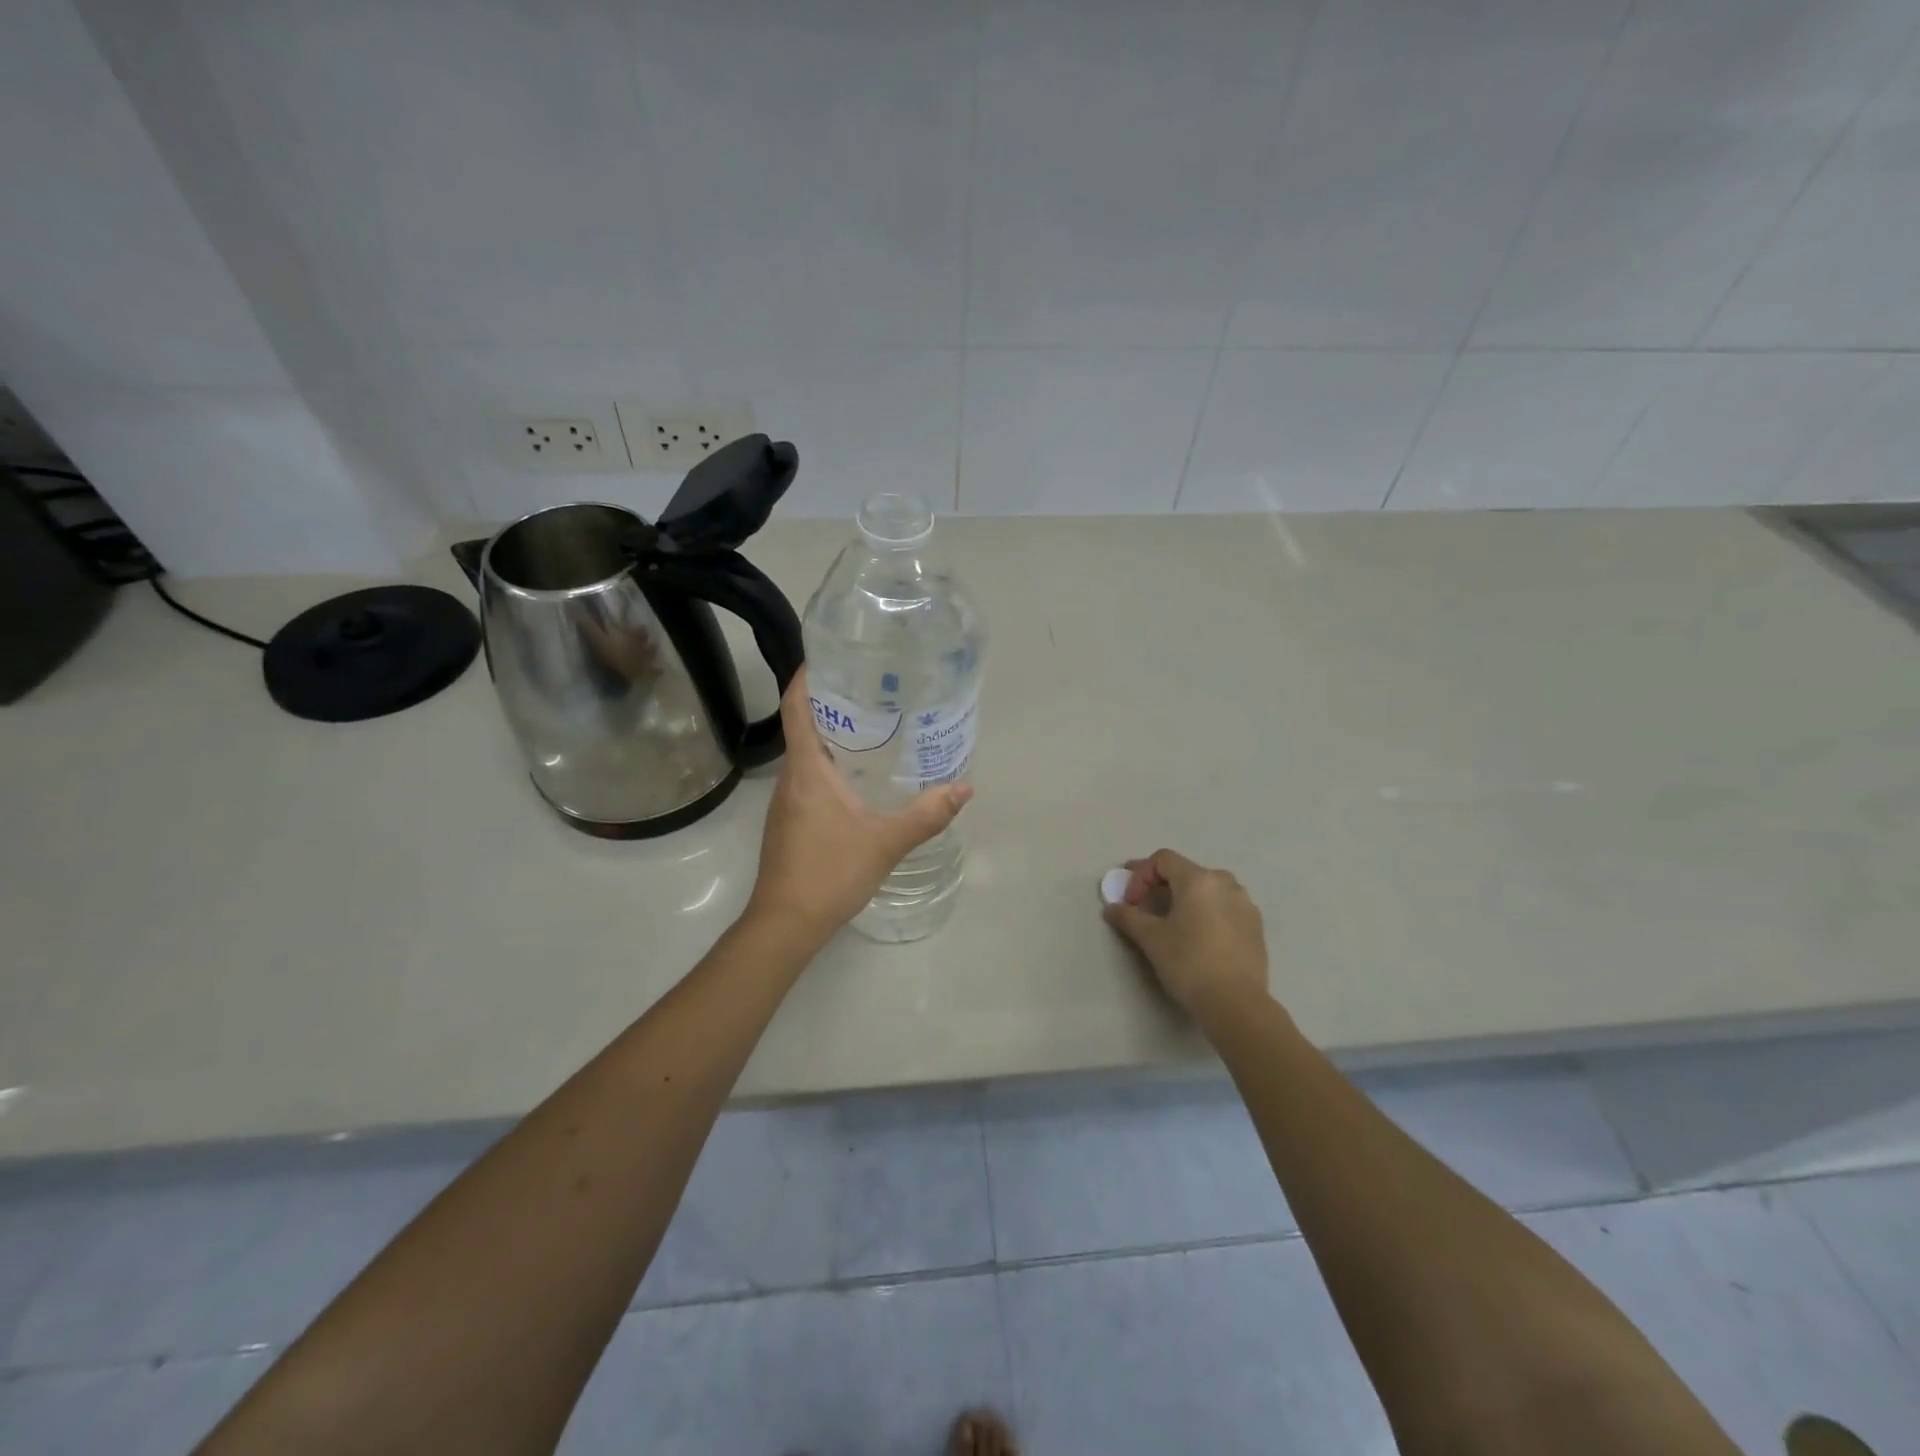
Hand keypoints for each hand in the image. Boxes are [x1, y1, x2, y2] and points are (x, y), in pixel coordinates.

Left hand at [746, 668, 972, 948]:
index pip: (797, 707)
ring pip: (806, 754)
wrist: (785, 924)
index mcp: (807, 770)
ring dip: (832, 735)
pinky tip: (859, 776)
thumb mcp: (886, 842)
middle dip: (832, 702)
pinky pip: (808, 778)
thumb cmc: (830, 873)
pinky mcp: (789, 822)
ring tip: (873, 725)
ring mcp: (786, 802)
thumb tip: (965, 789)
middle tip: (873, 688)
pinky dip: (830, 764)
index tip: (830, 655)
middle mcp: (790, 778)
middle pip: (803, 725)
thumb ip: (927, 815)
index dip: (807, 676)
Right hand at [1103, 849, 1269, 1022]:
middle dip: (1160, 885)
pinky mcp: (1255, 926)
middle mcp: (1226, 883)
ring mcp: (1245, 904)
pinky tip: (1197, 936)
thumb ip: (1129, 917)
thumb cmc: (1189, 962)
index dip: (1140, 875)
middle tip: (1143, 906)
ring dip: (1184, 898)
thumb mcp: (1151, 939)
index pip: (1163, 860)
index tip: (1130, 902)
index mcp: (1199, 879)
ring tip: (1171, 921)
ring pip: (1207, 890)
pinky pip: (1223, 907)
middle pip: (1186, 872)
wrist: (1236, 1003)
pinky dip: (1205, 912)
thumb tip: (1112, 908)